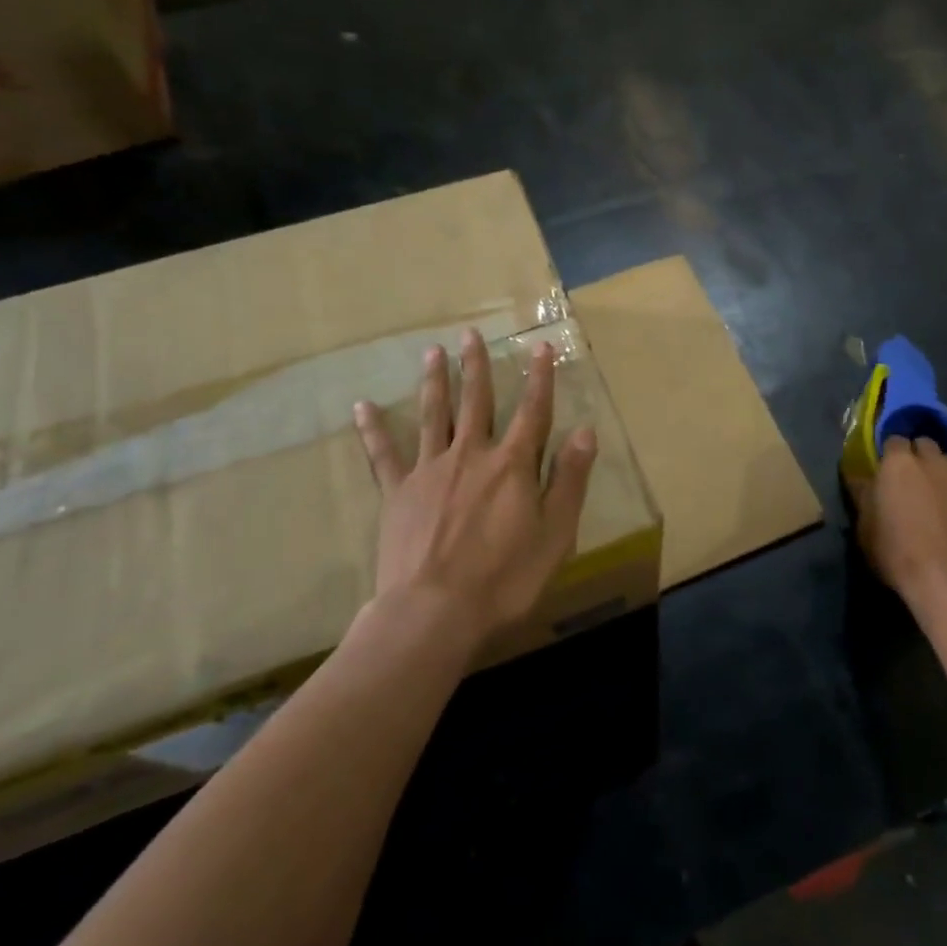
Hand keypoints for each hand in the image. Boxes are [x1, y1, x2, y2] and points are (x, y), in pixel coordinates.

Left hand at [353, 329, 595, 648]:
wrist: (433, 612)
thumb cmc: (504, 578)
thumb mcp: (555, 534)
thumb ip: (569, 480)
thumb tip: (585, 431)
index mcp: (512, 465)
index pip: (532, 412)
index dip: (539, 379)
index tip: (539, 347)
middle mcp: (471, 455)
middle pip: (476, 401)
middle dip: (476, 366)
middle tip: (469, 333)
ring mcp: (429, 470)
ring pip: (433, 415)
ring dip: (434, 381)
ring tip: (432, 351)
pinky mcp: (397, 492)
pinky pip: (383, 455)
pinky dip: (373, 429)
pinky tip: (361, 406)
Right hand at [849, 436, 946, 606]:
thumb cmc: (897, 553)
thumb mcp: (864, 526)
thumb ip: (862, 494)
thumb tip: (859, 476)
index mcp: (898, 463)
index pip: (892, 441)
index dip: (889, 455)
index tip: (884, 472)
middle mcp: (933, 461)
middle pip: (924, 445)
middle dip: (917, 456)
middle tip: (910, 480)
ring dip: (945, 469)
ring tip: (941, 487)